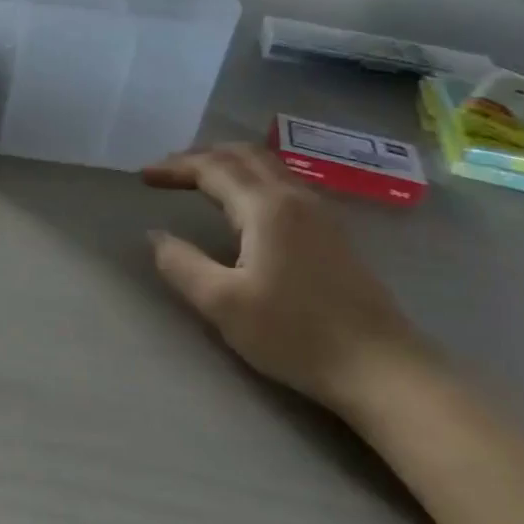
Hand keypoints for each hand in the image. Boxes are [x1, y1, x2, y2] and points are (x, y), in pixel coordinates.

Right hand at [144, 144, 429, 413]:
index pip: (213, 169)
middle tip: (167, 170)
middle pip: (244, 155)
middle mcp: (295, 198)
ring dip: (228, 164)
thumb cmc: (295, 334)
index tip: (142, 176)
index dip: (174, 168)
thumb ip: (181, 264)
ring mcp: (320, 214)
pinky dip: (251, 179)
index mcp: (266, 208)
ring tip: (198, 179)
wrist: (380, 368)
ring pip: (268, 167)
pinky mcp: (332, 233)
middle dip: (201, 156)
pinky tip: (242, 203)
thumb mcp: (222, 303)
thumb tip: (155, 236)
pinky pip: (282, 184)